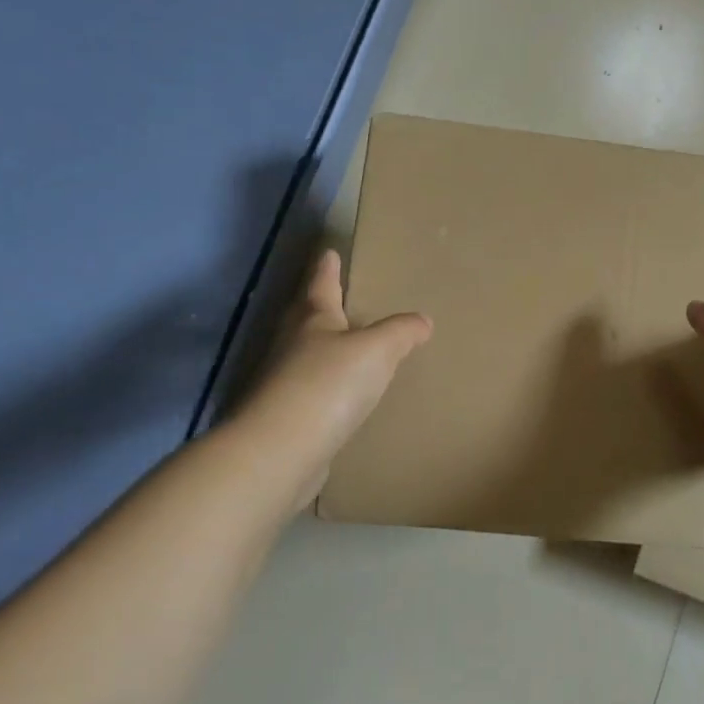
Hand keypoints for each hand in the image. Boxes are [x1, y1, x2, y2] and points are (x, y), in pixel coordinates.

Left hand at [230, 250, 430, 505]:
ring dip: (323, 348)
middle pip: (307, 318)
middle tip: (335, 295)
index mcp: (313, 320)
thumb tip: (422, 321)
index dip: (327, 268)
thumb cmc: (329, 385)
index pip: (321, 285)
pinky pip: (312, 392)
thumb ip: (400, 332)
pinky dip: (326, 388)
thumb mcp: (377, 350)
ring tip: (346, 346)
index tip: (328, 252)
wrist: (281, 451)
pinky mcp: (287, 419)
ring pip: (307, 356)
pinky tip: (341, 397)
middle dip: (320, 305)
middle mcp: (292, 346)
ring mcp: (284, 384)